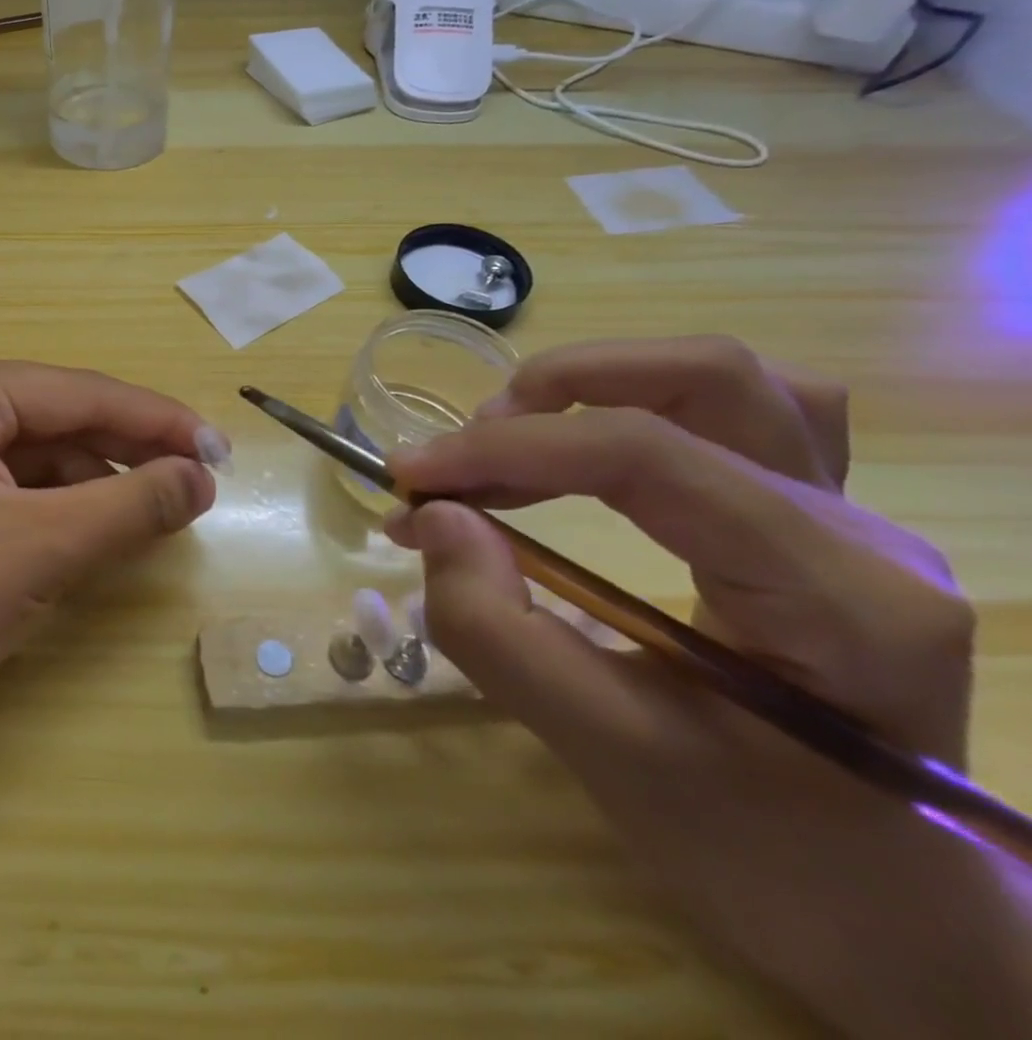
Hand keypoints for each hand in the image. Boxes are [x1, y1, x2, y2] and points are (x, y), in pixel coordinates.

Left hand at [0, 351, 219, 739]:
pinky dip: (59, 504)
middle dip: (128, 450)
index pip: (79, 393)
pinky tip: (98, 526)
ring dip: (96, 480)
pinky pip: (12, 482)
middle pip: (59, 417)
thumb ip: (130, 504)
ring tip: (158, 510)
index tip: (221, 450)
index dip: (157, 420)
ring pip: (39, 452)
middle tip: (201, 480)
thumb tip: (201, 477)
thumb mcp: (40, 548)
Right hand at [387, 337, 1028, 1037]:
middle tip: (467, 452)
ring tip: (515, 435)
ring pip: (726, 379)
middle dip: (558, 392)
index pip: (647, 457)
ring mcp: (848, 517)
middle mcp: (859, 531)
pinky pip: (739, 413)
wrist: (884, 916)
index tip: (410, 474)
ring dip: (600, 385)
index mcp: (837, 597)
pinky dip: (643, 402)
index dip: (509, 448)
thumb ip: (500, 632)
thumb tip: (431, 516)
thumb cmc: (760, 853)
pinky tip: (591, 444)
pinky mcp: (812, 520)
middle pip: (707, 378)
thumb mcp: (609, 758)